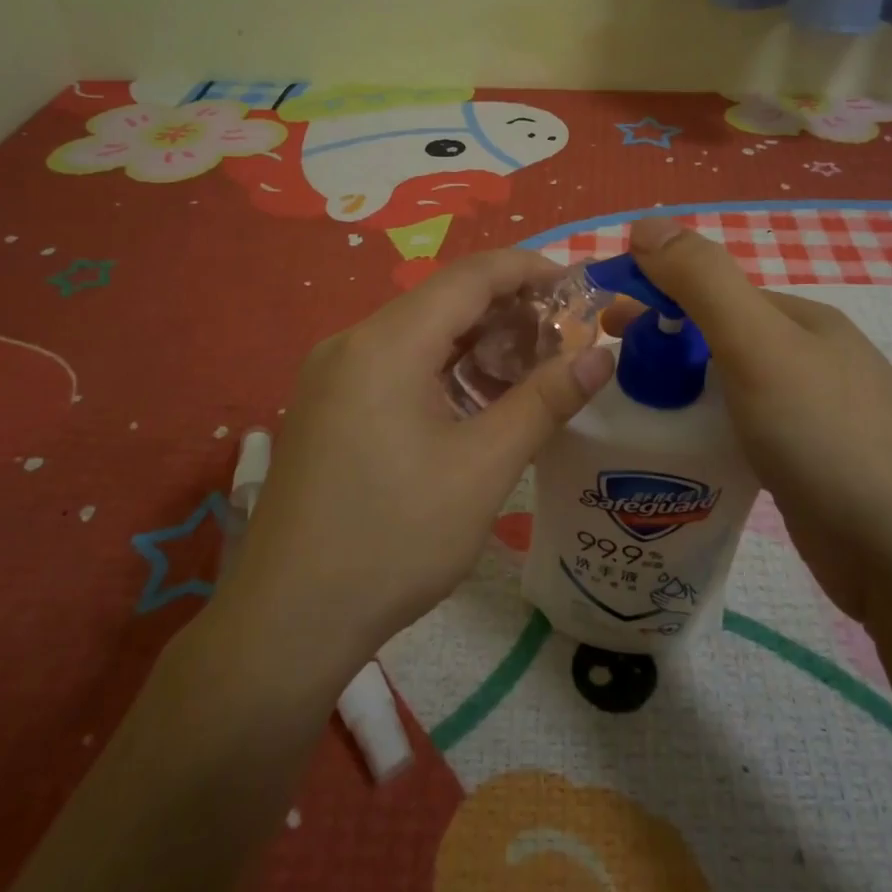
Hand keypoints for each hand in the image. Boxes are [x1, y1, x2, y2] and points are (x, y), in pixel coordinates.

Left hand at [215, 249, 615, 677]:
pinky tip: (474, 404)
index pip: (470, 276)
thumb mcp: (483, 468)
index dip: (529, 270)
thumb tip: (603, 356)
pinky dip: (442, 370)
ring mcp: (331, 375)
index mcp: (386, 342)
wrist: (288, 621)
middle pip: (443, 302)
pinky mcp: (326, 406)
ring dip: (477, 344)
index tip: (579, 288)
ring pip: (419, 335)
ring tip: (529, 375)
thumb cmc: (394, 539)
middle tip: (564, 342)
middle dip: (508, 312)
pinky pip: (394, 365)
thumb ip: (545, 401)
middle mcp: (352, 342)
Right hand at [622, 217, 891, 617]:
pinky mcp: (806, 465)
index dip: (654, 295)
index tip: (601, 321)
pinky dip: (705, 430)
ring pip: (727, 387)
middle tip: (607, 369)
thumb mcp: (759, 346)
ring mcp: (812, 415)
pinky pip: (740, 431)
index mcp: (800, 320)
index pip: (712, 290)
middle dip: (661, 343)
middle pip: (717, 337)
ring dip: (679, 389)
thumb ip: (703, 281)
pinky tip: (679, 453)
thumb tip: (645, 223)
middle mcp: (809, 359)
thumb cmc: (828, 439)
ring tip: (630, 412)